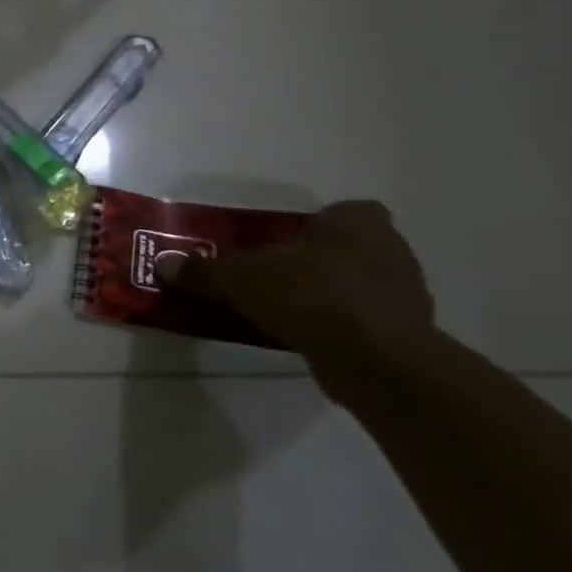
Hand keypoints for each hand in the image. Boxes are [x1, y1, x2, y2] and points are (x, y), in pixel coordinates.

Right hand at [156, 200, 435, 368]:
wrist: (374, 358)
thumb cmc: (308, 295)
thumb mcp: (238, 278)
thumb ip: (202, 271)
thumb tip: (162, 264)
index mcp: (357, 221)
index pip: (342, 212)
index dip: (316, 226)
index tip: (286, 244)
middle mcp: (391, 249)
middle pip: (350, 248)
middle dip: (320, 261)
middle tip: (279, 277)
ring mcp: (407, 293)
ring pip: (362, 285)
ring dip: (333, 295)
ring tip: (291, 312)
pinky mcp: (409, 333)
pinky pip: (368, 321)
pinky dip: (344, 327)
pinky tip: (312, 339)